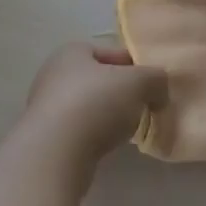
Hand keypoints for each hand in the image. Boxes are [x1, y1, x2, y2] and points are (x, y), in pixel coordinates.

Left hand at [21, 41, 167, 180]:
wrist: (55, 154)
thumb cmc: (96, 104)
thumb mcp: (138, 82)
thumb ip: (155, 79)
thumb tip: (159, 91)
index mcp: (72, 52)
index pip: (112, 52)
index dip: (136, 66)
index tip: (153, 84)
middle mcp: (54, 74)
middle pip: (100, 80)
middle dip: (122, 93)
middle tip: (144, 107)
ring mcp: (46, 107)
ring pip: (89, 106)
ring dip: (109, 116)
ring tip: (128, 130)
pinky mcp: (46, 138)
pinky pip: (79, 130)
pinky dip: (95, 135)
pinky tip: (107, 146)